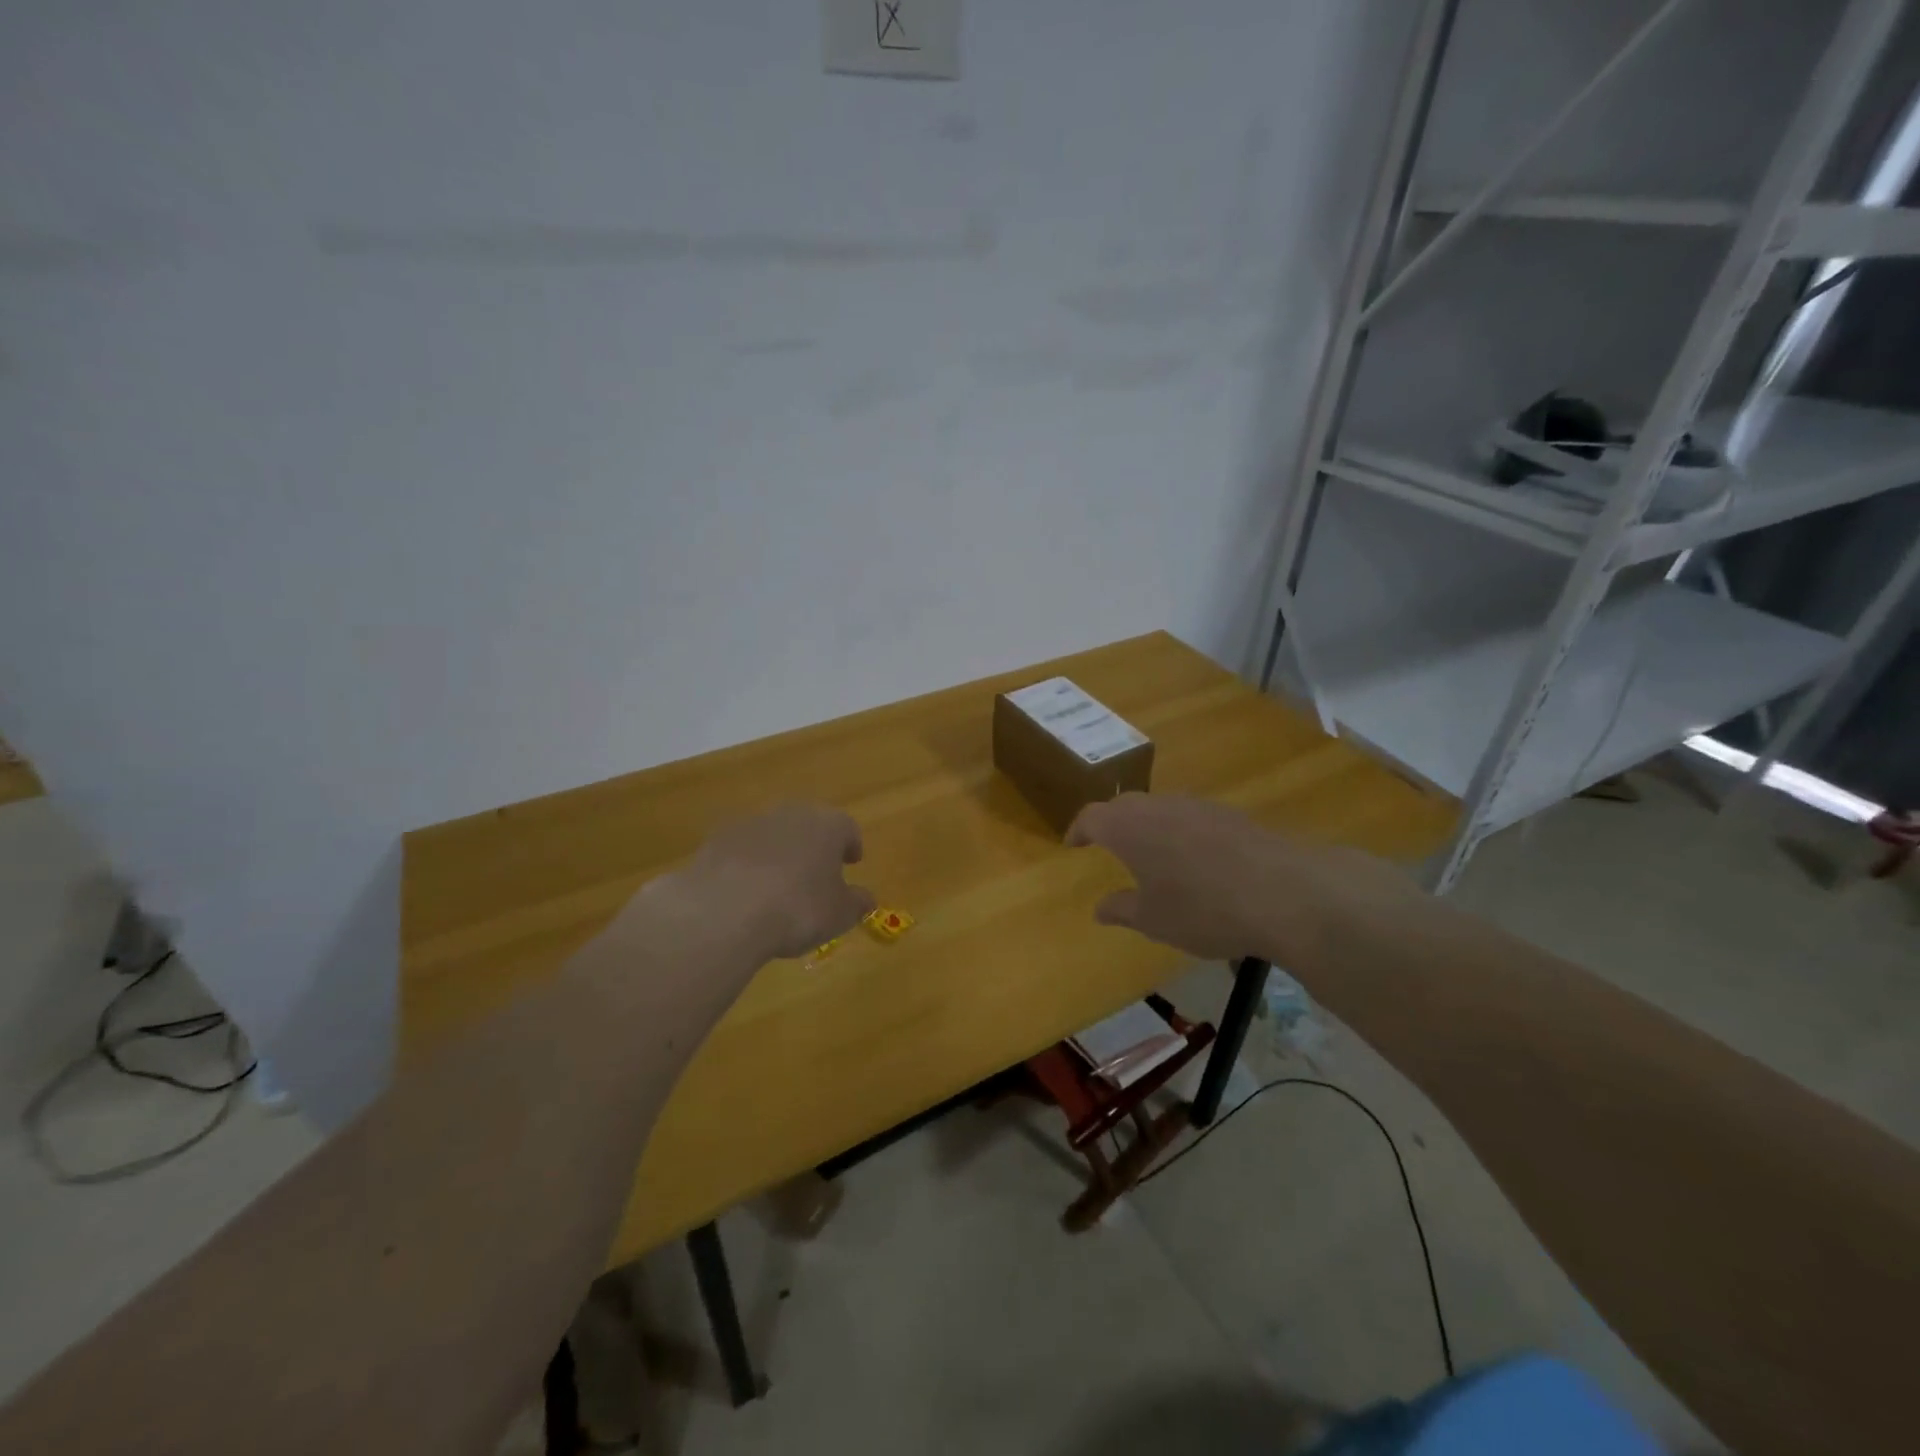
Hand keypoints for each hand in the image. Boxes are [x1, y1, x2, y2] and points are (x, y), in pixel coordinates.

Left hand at [661, 802, 876, 962]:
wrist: (725, 911)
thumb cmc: (798, 909)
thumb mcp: (840, 914)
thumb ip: (857, 902)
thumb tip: (866, 898)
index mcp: (828, 825)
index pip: (847, 828)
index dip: (851, 845)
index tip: (852, 862)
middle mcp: (791, 814)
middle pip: (809, 824)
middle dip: (814, 845)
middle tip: (816, 872)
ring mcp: (751, 823)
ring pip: (774, 834)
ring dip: (779, 853)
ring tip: (778, 886)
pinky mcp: (717, 839)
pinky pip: (742, 849)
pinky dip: (747, 864)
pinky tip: (745, 892)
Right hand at [1067, 793, 1420, 968]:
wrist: (1283, 892)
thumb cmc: (1202, 909)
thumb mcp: (1154, 919)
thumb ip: (1122, 909)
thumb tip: (1099, 908)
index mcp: (1129, 827)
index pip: (1092, 817)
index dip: (1079, 830)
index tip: (1073, 844)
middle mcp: (1159, 806)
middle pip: (1124, 805)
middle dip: (1111, 822)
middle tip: (1105, 843)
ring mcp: (1197, 805)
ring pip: (1160, 807)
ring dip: (1147, 824)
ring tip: (1149, 851)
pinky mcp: (1230, 814)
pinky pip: (1190, 815)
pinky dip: (1179, 830)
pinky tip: (1194, 858)